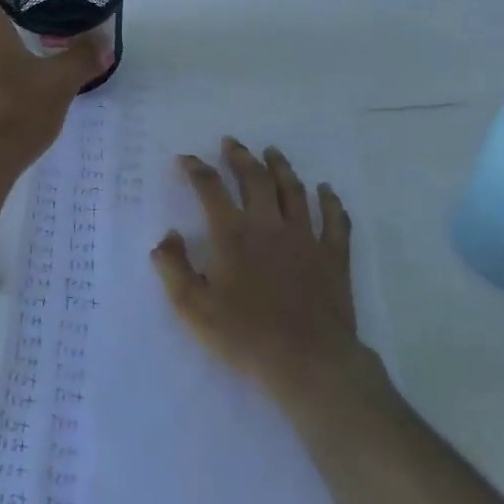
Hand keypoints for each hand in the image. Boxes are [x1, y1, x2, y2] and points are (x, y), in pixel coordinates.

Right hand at [150, 137, 370, 404]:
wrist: (307, 360)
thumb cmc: (245, 336)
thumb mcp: (193, 308)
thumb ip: (174, 268)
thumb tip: (167, 236)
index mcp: (233, 235)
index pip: (211, 189)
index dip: (196, 170)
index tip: (186, 159)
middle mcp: (269, 225)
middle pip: (255, 179)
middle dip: (241, 157)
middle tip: (232, 143)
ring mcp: (305, 237)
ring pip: (294, 191)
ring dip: (281, 168)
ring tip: (273, 153)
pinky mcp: (333, 256)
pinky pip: (335, 220)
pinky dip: (331, 201)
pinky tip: (327, 190)